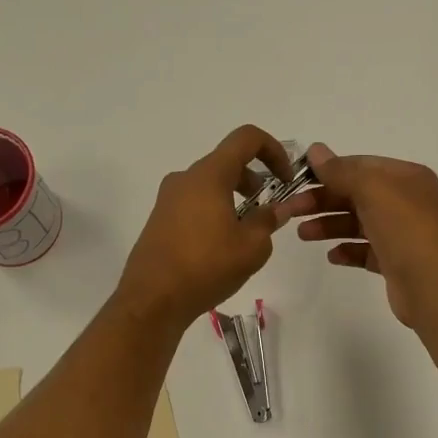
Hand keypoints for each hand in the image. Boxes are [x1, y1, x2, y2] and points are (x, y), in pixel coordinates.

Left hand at [115, 125, 296, 329]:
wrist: (152, 299)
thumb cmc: (206, 267)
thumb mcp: (251, 247)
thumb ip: (269, 220)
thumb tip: (279, 208)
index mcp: (209, 175)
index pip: (246, 138)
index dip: (273, 149)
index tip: (285, 178)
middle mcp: (185, 178)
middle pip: (227, 162)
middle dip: (255, 181)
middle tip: (269, 212)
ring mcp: (167, 199)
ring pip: (210, 185)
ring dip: (234, 199)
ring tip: (246, 234)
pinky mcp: (159, 219)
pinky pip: (194, 203)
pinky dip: (214, 211)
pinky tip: (221, 247)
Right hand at [286, 143, 437, 327]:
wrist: (433, 284)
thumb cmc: (403, 228)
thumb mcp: (371, 189)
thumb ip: (341, 170)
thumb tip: (315, 150)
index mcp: (406, 178)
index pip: (361, 166)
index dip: (329, 171)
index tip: (299, 180)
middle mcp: (407, 202)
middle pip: (356, 195)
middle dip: (323, 200)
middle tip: (291, 210)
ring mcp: (402, 233)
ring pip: (358, 223)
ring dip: (329, 226)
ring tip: (303, 235)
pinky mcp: (396, 262)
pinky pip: (365, 251)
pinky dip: (347, 250)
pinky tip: (332, 255)